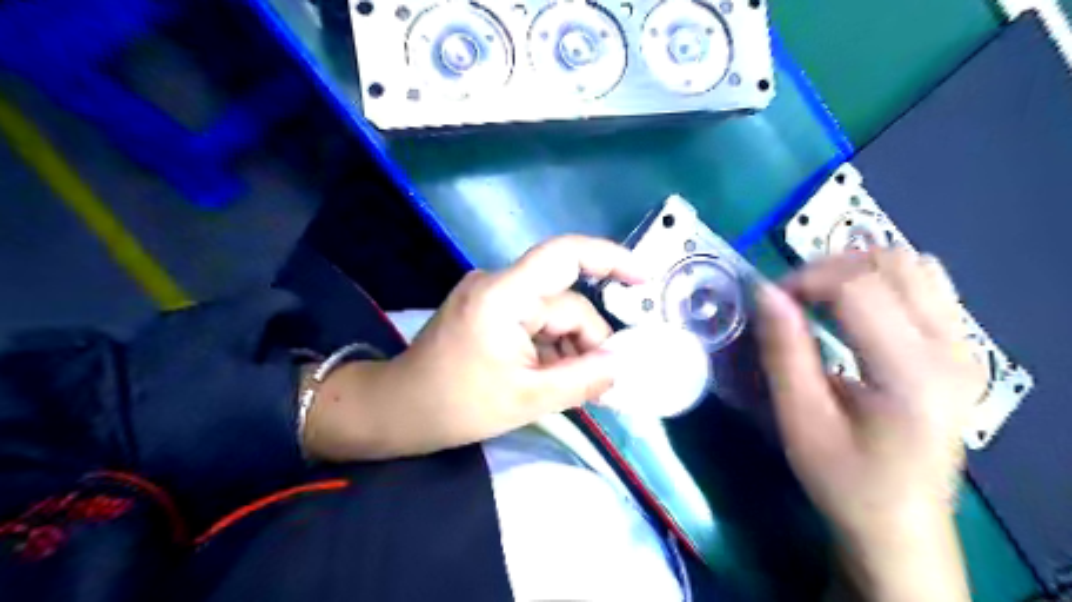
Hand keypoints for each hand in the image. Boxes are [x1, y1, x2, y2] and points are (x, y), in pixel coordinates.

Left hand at [301, 236, 644, 460]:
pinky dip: (549, 347)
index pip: (564, 255)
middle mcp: (499, 283)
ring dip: (567, 349)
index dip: (609, 258)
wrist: (399, 409)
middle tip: (597, 385)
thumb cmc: (457, 405)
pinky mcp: (489, 309)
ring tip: (564, 387)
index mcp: (504, 296)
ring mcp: (492, 295)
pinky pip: (534, 321)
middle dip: (585, 342)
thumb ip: (583, 379)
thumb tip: (621, 364)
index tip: (644, 278)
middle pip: (565, 303)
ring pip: (552, 315)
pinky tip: (546, 376)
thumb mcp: (528, 398)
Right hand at [758, 246, 981, 601]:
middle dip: (828, 268)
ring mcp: (965, 347)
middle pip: (891, 262)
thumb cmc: (844, 479)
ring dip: (855, 270)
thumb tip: (764, 291)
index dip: (805, 280)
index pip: (858, 285)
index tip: (770, 302)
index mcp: (912, 373)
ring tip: (819, 300)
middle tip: (791, 299)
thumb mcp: (801, 421)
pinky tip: (855, 310)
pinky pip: (926, 285)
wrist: (901, 524)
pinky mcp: (961, 350)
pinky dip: (881, 281)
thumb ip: (784, 352)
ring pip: (912, 265)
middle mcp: (951, 349)